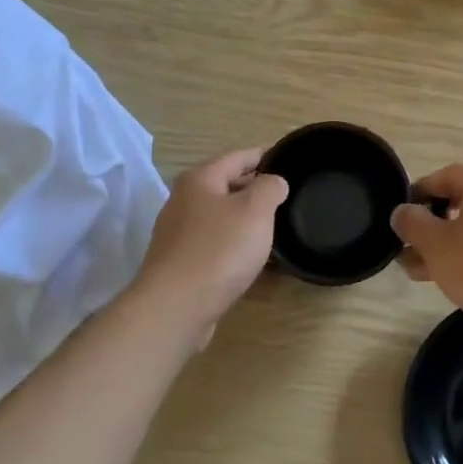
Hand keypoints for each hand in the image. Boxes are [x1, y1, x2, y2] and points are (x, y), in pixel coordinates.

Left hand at [131, 148, 287, 341]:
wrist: (175, 307)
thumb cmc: (219, 250)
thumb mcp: (256, 210)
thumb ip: (270, 188)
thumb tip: (273, 182)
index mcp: (200, 180)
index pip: (237, 157)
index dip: (263, 156)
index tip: (287, 159)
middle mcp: (183, 201)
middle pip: (225, 186)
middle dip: (254, 189)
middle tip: (285, 197)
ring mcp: (177, 234)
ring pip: (219, 217)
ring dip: (244, 220)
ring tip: (273, 227)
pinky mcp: (179, 263)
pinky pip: (213, 244)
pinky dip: (233, 245)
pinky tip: (250, 258)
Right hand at [390, 164, 462, 328]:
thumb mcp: (436, 245)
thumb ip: (412, 223)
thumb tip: (402, 212)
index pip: (445, 176)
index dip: (419, 192)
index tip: (402, 217)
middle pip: (461, 204)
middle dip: (431, 228)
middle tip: (410, 252)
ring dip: (449, 246)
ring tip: (427, 273)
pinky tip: (460, 280)